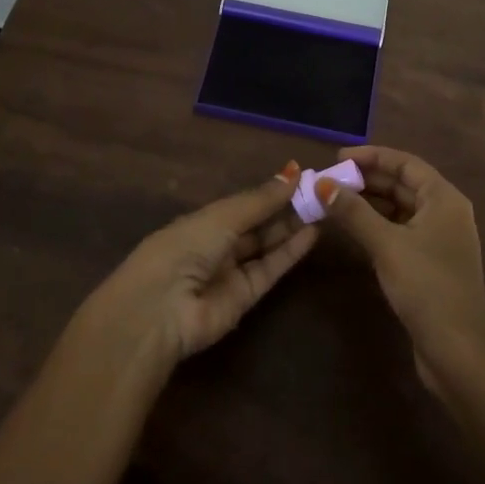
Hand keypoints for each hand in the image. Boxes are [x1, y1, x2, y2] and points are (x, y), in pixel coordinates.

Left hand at [83, 162, 318, 371]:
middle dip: (285, 208)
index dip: (269, 191)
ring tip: (323, 207)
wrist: (161, 310)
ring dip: (292, 228)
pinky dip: (290, 253)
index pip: (241, 203)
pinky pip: (269, 270)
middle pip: (256, 224)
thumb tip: (292, 173)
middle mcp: (216, 245)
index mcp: (201, 221)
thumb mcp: (222, 217)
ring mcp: (230, 273)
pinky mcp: (244, 299)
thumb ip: (259, 200)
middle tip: (318, 191)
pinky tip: (312, 233)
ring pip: (266, 246)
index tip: (300, 176)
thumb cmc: (183, 248)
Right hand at [320, 146, 484, 390]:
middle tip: (329, 181)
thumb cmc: (427, 287)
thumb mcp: (386, 245)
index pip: (405, 163)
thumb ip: (353, 212)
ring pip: (400, 208)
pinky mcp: (431, 263)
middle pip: (402, 184)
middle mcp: (446, 212)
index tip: (337, 158)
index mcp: (444, 198)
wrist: (459, 353)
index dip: (371, 156)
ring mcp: (440, 239)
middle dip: (366, 180)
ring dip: (369, 203)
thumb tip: (321, 185)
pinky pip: (400, 230)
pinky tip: (353, 229)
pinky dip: (377, 225)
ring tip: (334, 201)